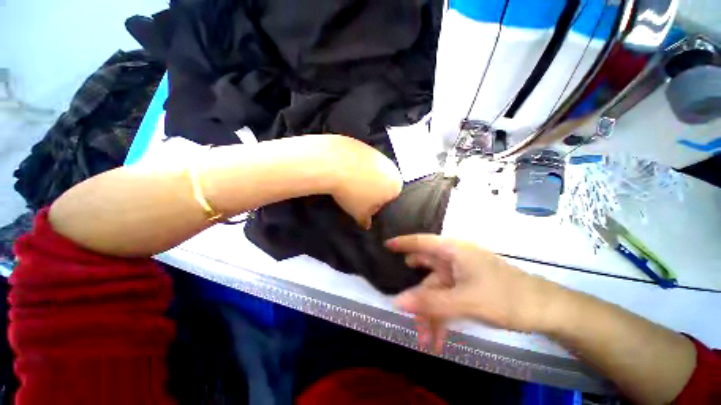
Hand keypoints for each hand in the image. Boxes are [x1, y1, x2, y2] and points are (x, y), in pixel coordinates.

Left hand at [325, 136, 402, 228]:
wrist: (334, 163)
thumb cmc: (353, 193)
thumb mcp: (360, 213)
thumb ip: (366, 220)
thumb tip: (366, 224)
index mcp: (396, 184)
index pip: (389, 199)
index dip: (375, 205)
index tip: (362, 206)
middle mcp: (391, 166)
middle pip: (382, 183)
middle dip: (370, 190)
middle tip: (355, 195)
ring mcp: (376, 153)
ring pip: (372, 170)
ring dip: (362, 177)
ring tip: (348, 182)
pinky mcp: (363, 144)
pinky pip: (360, 160)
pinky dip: (354, 165)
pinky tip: (343, 170)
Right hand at [385, 234, 561, 351]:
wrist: (545, 310)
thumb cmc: (506, 297)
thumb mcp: (465, 301)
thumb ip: (430, 303)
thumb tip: (397, 302)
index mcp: (453, 250)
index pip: (421, 242)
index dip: (403, 243)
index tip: (386, 245)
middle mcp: (454, 259)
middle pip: (427, 275)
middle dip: (418, 299)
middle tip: (408, 317)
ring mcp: (460, 274)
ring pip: (436, 292)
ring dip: (430, 315)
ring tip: (427, 341)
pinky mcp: (467, 287)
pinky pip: (447, 300)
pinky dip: (442, 317)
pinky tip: (440, 338)